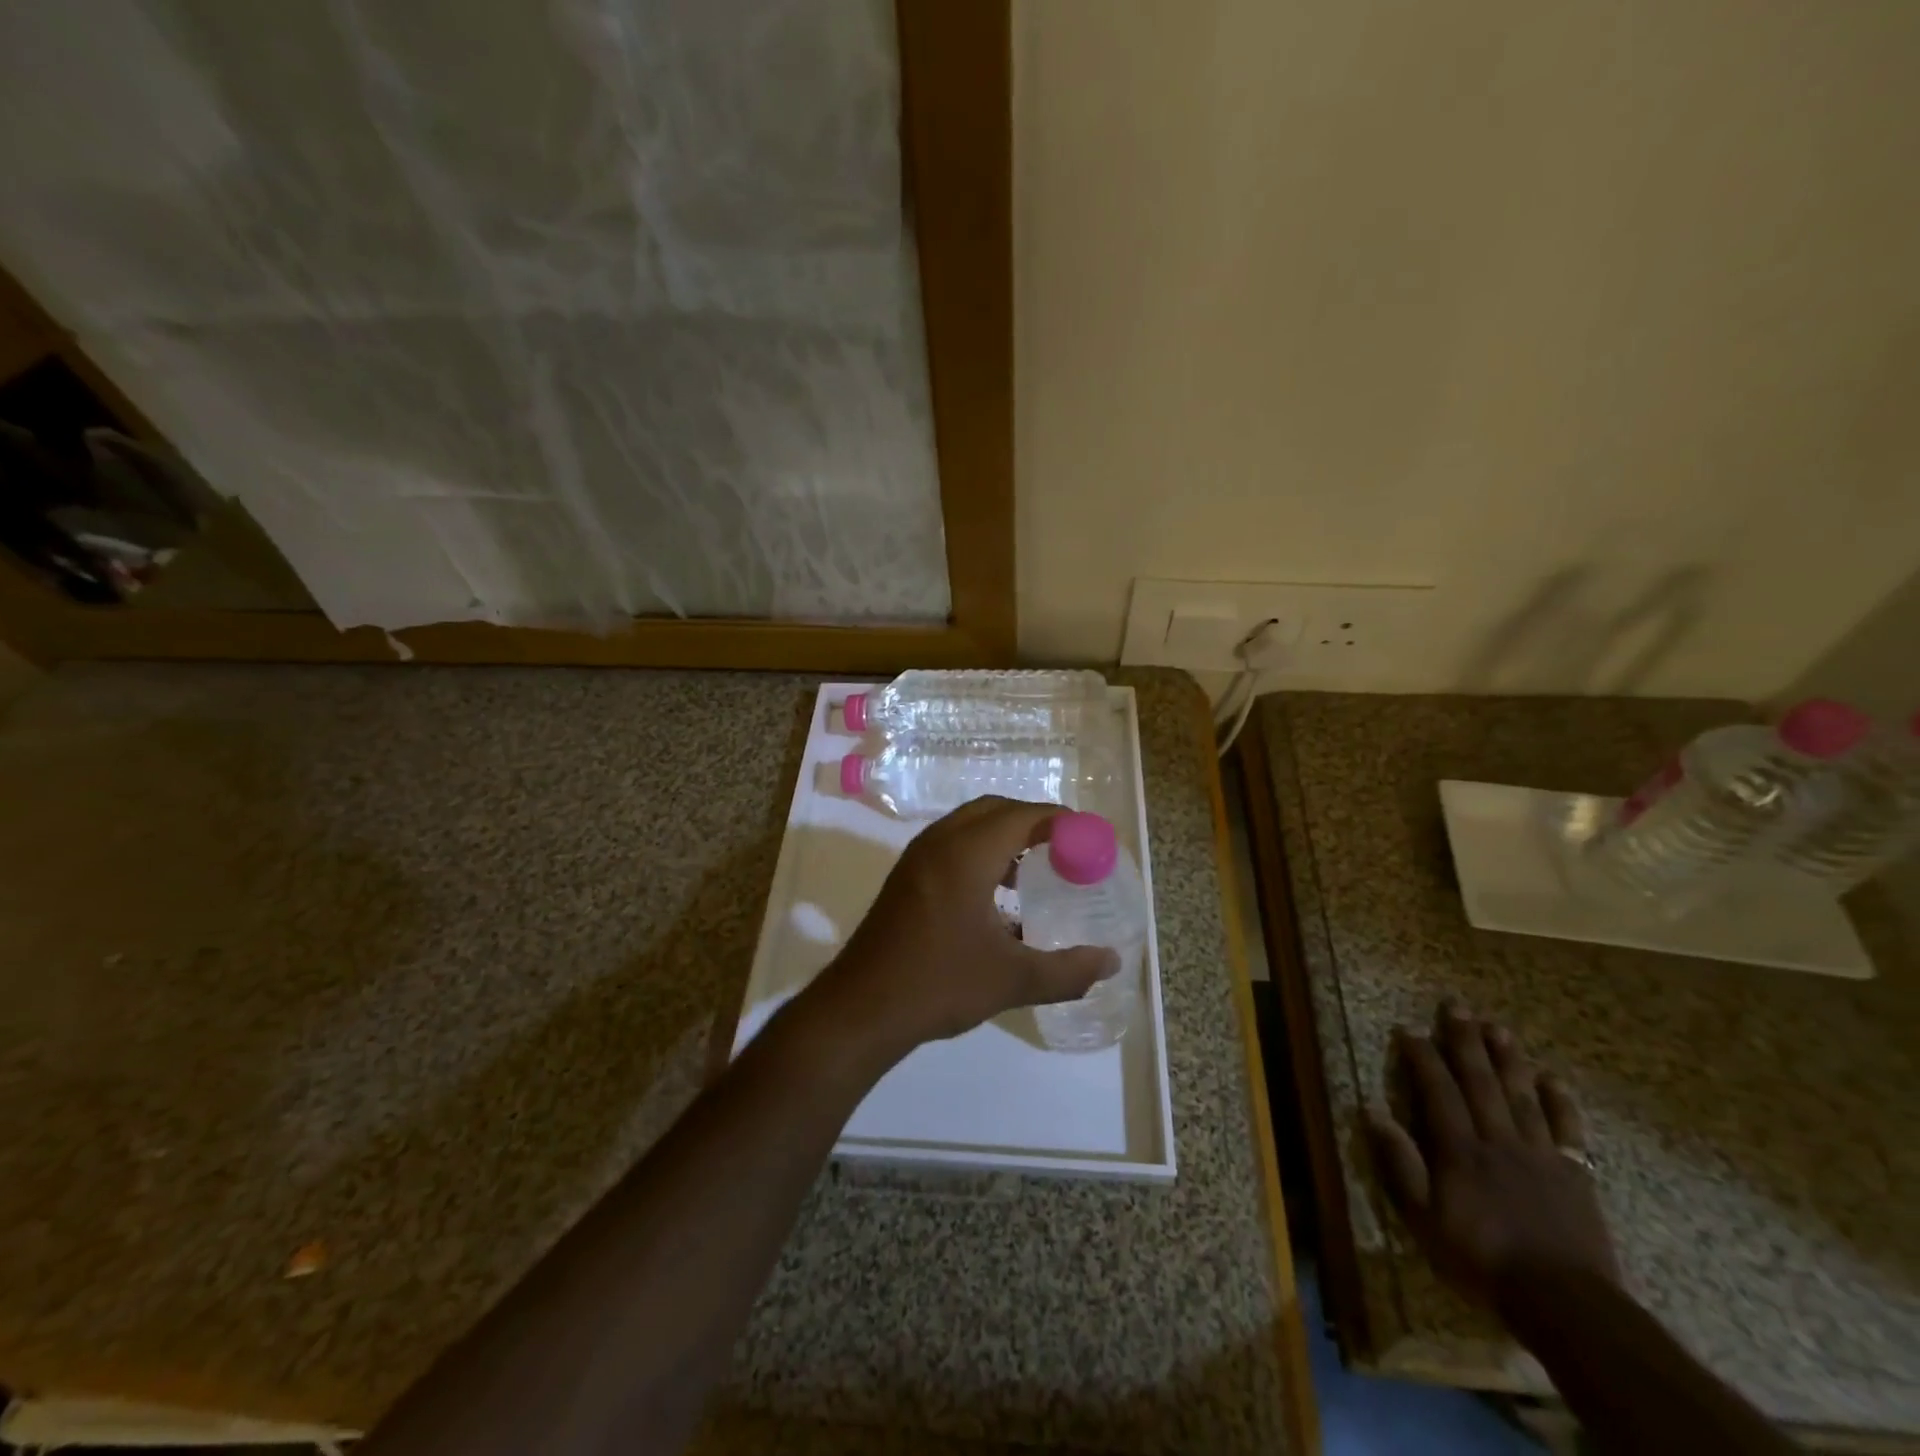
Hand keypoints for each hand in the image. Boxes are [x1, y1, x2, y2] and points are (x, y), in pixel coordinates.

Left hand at [806, 797, 1118, 1064]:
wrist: (861, 1008)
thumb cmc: (939, 984)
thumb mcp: (1012, 980)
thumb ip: (1068, 970)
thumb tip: (1111, 962)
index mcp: (966, 854)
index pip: (1022, 815)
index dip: (1060, 820)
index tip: (1090, 838)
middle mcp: (940, 843)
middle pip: (994, 810)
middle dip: (1033, 822)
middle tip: (1067, 849)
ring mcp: (917, 858)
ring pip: (969, 826)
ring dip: (1005, 836)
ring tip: (1037, 870)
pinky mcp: (906, 878)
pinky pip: (952, 845)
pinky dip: (981, 852)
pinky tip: (998, 896)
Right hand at [1367, 1002, 1619, 1307]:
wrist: (1565, 1303)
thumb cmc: (1483, 1259)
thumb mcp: (1424, 1219)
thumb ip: (1400, 1164)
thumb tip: (1372, 1112)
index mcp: (1460, 1149)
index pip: (1438, 1090)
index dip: (1422, 1057)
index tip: (1409, 1028)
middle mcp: (1498, 1140)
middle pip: (1480, 1081)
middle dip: (1465, 1041)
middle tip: (1457, 1005)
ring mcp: (1540, 1154)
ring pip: (1521, 1095)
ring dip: (1508, 1059)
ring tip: (1498, 1027)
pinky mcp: (1575, 1174)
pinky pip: (1568, 1130)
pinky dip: (1560, 1101)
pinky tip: (1552, 1078)